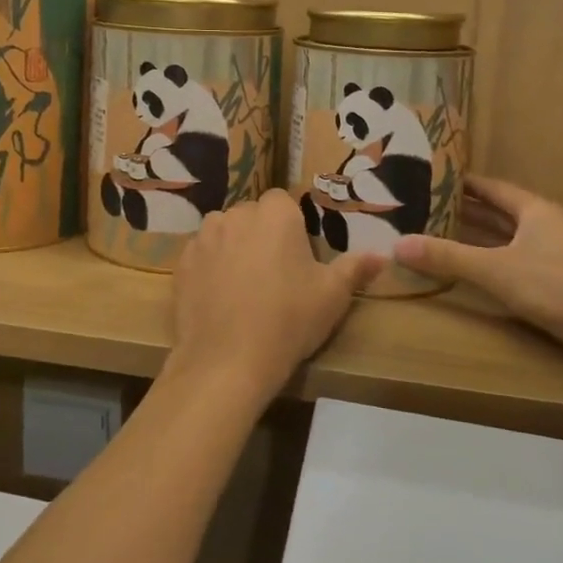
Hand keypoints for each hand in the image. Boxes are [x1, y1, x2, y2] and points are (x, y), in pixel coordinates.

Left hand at [166, 189, 383, 407]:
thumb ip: (355, 268)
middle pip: (252, 215)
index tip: (297, 255)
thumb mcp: (332, 296)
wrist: (227, 360)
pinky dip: (209, 268)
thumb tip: (381, 255)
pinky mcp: (181, 262)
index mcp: (275, 213)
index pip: (282, 201)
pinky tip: (219, 299)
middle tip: (274, 273)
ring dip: (233, 247)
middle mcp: (236, 214)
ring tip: (244, 286)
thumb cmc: (288, 320)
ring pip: (224, 232)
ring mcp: (204, 237)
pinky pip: (200, 255)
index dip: (290, 225)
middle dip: (261, 234)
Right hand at [394, 176, 562, 369]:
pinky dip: (489, 261)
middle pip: (496, 212)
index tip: (424, 177)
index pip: (489, 187)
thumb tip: (397, 244)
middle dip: (460, 210)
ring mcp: (553, 255)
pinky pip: (513, 262)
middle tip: (420, 207)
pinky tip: (469, 271)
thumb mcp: (497, 271)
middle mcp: (544, 225)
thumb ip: (448, 257)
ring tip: (435, 234)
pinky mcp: (557, 283)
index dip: (458, 182)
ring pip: (505, 239)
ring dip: (474, 238)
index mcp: (533, 210)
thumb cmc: (560, 288)